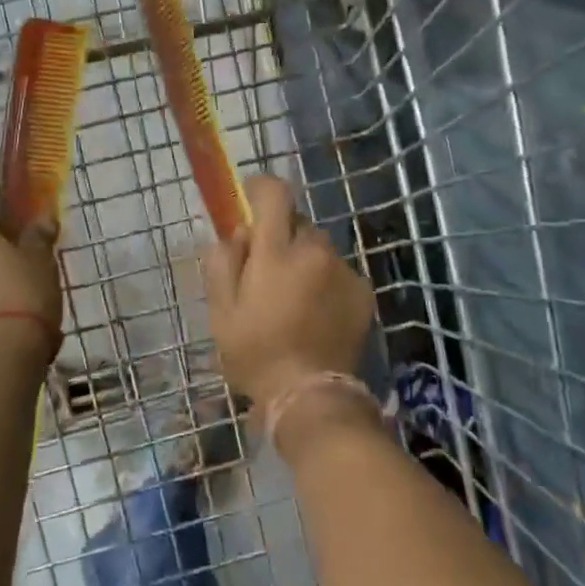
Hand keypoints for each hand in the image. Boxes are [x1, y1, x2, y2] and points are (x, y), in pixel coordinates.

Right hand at [203, 174, 374, 407]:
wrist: (311, 397)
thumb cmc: (256, 352)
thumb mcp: (221, 310)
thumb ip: (224, 260)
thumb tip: (239, 232)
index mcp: (276, 251)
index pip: (274, 194)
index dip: (259, 188)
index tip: (249, 198)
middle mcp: (315, 250)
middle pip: (296, 222)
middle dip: (280, 236)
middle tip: (266, 270)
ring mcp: (344, 270)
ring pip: (318, 247)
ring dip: (304, 259)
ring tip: (294, 298)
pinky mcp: (363, 291)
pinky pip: (337, 270)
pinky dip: (324, 280)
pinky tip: (316, 313)